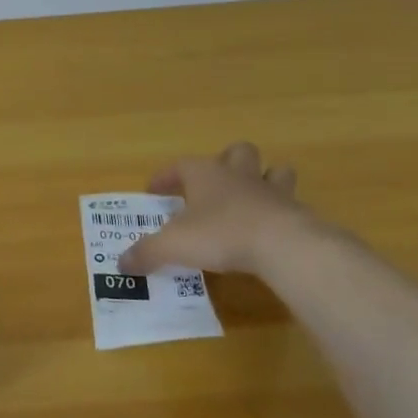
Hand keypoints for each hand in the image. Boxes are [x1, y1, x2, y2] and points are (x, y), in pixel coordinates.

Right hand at [118, 143, 311, 276]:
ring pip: (274, 172)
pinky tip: (270, 232)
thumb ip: (146, 252)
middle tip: (215, 184)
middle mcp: (239, 175)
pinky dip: (279, 214)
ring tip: (252, 199)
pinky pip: (290, 205)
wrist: (283, 246)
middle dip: (227, 162)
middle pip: (237, 153)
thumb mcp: (173, 245)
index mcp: (206, 174)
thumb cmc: (220, 234)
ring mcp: (272, 192)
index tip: (154, 190)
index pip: (180, 165)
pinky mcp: (297, 214)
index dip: (165, 176)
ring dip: (264, 180)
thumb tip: (121, 264)